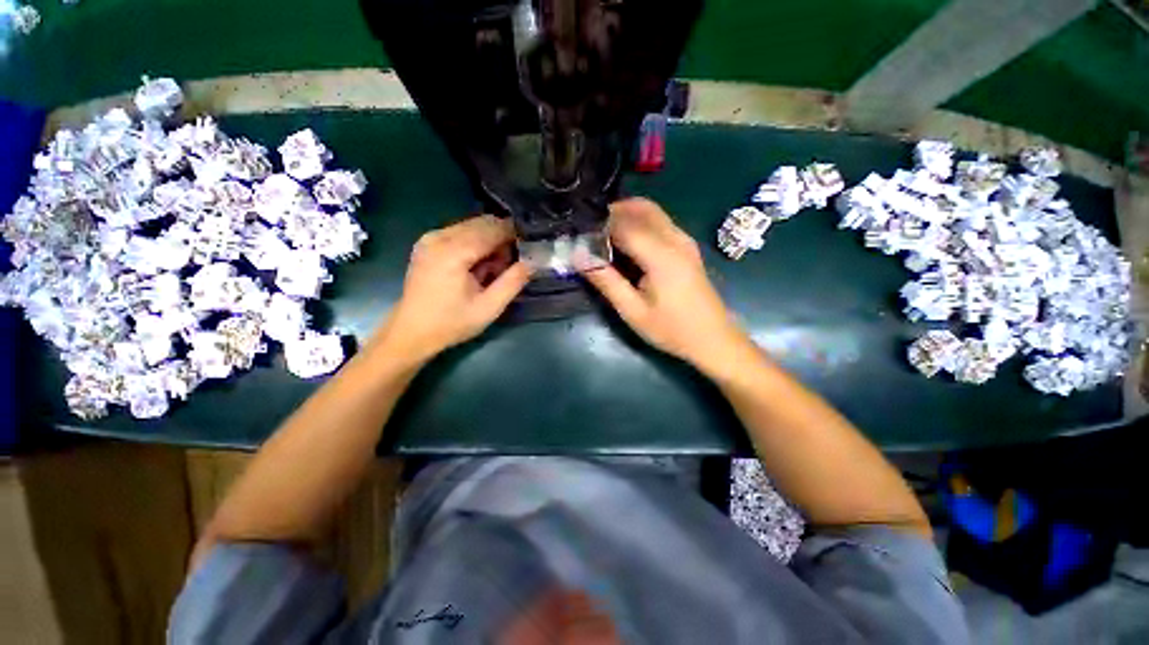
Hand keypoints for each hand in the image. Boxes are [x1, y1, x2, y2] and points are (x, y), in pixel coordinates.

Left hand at [379, 215, 530, 363]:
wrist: (411, 331)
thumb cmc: (452, 323)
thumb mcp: (489, 308)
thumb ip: (513, 282)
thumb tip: (534, 261)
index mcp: (454, 253)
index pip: (492, 229)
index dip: (514, 235)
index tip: (529, 247)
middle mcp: (439, 237)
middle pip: (482, 223)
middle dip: (501, 238)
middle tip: (510, 264)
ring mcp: (430, 237)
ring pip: (471, 225)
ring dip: (489, 241)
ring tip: (493, 268)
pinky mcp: (427, 243)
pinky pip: (459, 231)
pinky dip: (474, 242)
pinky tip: (477, 264)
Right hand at [585, 198, 750, 375]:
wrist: (713, 338)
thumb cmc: (672, 329)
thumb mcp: (633, 311)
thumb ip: (606, 281)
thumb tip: (579, 256)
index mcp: (661, 255)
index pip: (623, 224)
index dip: (598, 226)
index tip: (578, 234)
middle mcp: (675, 239)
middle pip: (640, 208)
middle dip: (612, 213)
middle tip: (589, 232)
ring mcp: (684, 240)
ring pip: (651, 211)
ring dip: (626, 215)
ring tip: (603, 237)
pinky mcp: (687, 246)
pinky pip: (660, 222)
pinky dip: (639, 223)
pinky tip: (626, 243)